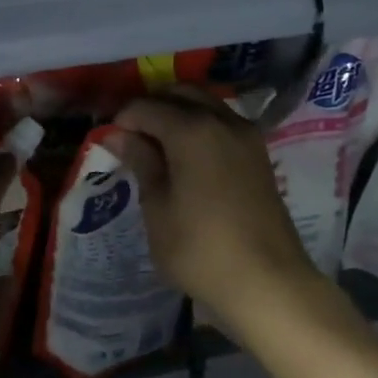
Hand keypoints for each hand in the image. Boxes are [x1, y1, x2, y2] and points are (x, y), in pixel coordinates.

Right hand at [114, 88, 360, 345]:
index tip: (109, 141)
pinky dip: (200, 127)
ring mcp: (246, 136)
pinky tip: (186, 157)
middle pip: (180, 94)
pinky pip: (222, 123)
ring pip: (205, 105)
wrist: (268, 284)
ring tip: (157, 146)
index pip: (146, 107)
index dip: (122, 120)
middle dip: (152, 107)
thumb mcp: (158, 208)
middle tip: (131, 137)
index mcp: (192, 129)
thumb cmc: (200, 248)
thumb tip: (118, 134)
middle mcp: (222, 121)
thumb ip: (141, 162)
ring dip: (178, 114)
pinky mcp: (259, 155)